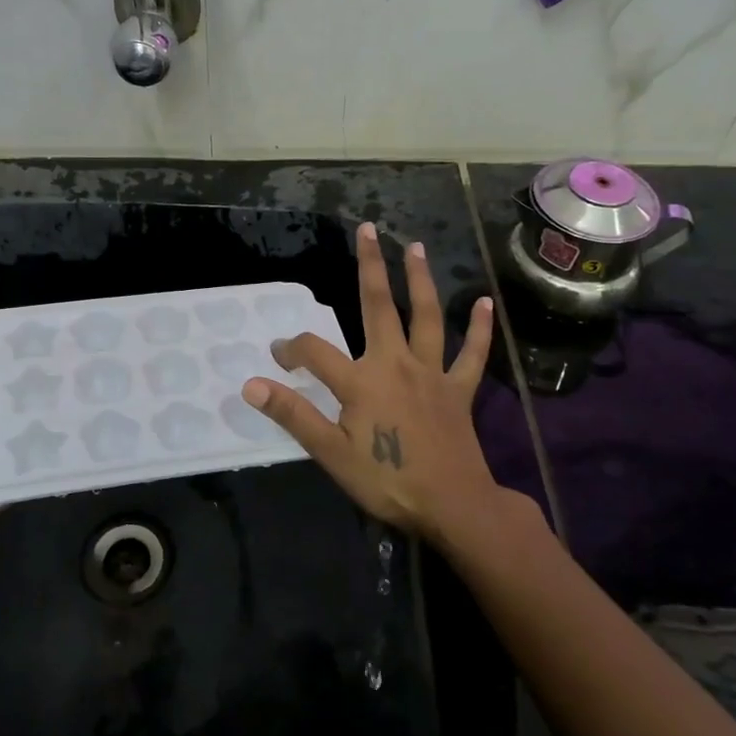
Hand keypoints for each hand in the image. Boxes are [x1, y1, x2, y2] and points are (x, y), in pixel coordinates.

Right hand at [241, 222, 500, 540]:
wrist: (452, 506)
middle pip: (379, 307)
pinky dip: (478, 328)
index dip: (291, 348)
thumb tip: (251, 384)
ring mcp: (431, 374)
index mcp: (360, 381)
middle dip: (370, 267)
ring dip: (420, 280)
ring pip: (426, 317)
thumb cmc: (387, 480)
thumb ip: (292, 414)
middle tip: (368, 229)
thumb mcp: (330, 453)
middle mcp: (395, 364)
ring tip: (416, 247)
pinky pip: (471, 354)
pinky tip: (484, 301)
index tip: (278, 355)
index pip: (315, 352)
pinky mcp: (458, 390)